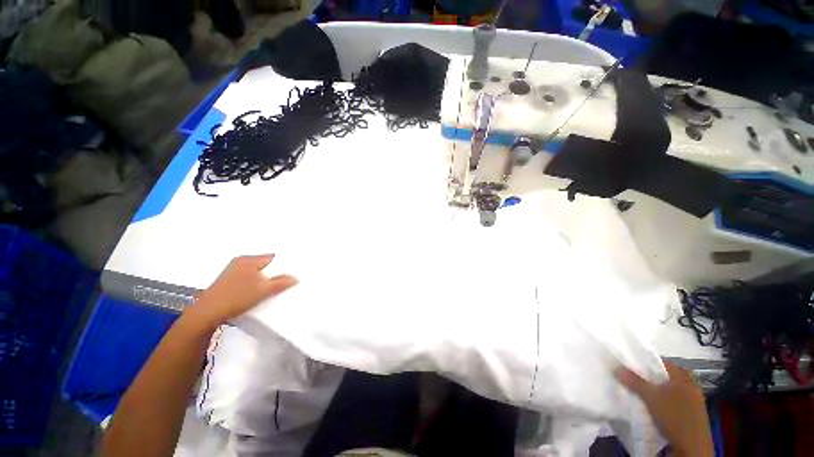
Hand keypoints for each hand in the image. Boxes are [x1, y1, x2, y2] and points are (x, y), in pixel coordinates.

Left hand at [184, 255, 297, 330]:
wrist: (207, 314)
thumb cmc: (237, 297)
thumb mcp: (264, 290)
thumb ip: (282, 283)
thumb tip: (295, 278)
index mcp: (249, 260)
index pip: (272, 257)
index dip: (283, 265)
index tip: (292, 273)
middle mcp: (240, 262)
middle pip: (264, 265)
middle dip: (274, 273)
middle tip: (285, 281)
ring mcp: (232, 272)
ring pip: (255, 273)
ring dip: (264, 280)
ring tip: (273, 289)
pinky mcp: (227, 282)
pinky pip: (247, 279)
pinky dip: (254, 284)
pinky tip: (258, 293)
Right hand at [615, 361, 713, 456]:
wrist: (692, 446)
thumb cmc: (673, 415)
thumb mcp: (650, 397)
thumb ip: (633, 380)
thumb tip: (615, 365)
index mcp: (683, 376)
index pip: (663, 363)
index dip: (647, 363)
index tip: (632, 367)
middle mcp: (691, 385)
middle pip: (666, 377)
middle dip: (651, 379)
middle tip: (635, 380)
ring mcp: (694, 401)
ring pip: (671, 391)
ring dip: (658, 392)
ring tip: (641, 394)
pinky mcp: (693, 415)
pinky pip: (675, 402)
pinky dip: (664, 403)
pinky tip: (655, 408)